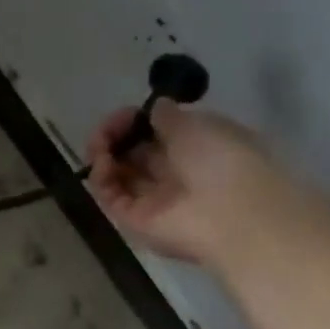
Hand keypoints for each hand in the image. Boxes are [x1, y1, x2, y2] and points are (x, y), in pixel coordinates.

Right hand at [86, 101, 292, 267]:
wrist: (230, 217)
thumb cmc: (223, 162)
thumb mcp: (197, 125)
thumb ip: (169, 116)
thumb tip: (154, 108)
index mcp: (198, 148)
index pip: (158, 132)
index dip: (138, 120)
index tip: (128, 114)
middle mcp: (175, 173)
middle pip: (134, 152)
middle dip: (116, 136)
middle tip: (105, 130)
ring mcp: (153, 199)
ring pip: (118, 173)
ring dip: (104, 154)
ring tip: (98, 146)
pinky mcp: (133, 220)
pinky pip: (110, 195)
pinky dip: (101, 177)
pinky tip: (101, 163)